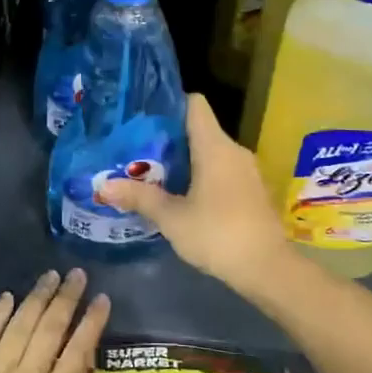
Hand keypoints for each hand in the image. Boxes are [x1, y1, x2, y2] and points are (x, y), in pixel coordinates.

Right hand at [97, 94, 290, 288]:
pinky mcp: (254, 190)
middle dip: (170, 138)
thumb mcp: (172, 218)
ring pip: (212, 152)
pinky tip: (184, 195)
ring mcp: (248, 170)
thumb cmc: (217, 234)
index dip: (170, 104)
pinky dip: (204, 175)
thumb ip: (139, 197)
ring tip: (156, 173)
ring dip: (187, 160)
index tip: (145, 116)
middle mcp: (234, 150)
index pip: (194, 104)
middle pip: (200, 129)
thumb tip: (103, 185)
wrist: (268, 268)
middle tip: (139, 150)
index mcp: (214, 146)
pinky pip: (224, 170)